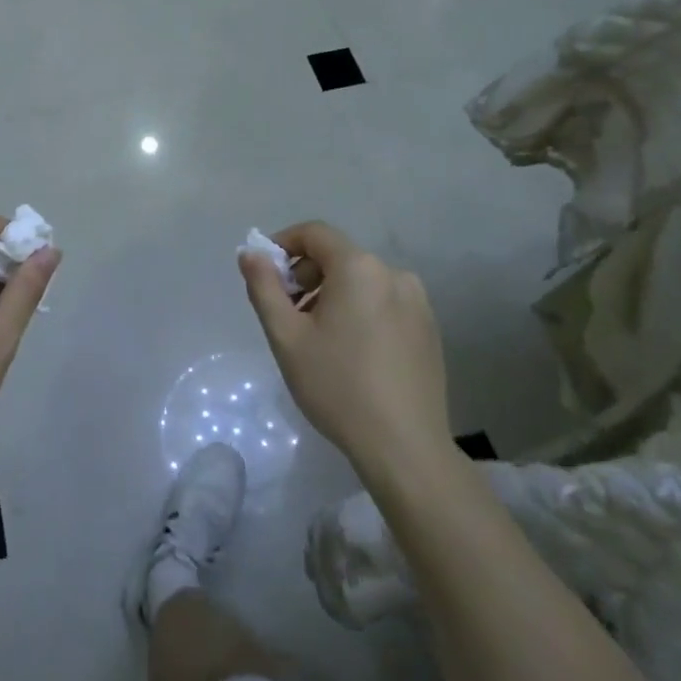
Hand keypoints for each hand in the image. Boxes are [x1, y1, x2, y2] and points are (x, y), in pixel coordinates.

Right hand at [238, 220, 451, 479]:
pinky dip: (359, 312)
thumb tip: (250, 253)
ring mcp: (418, 302)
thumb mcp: (286, 336)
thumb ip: (264, 287)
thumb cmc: (337, 386)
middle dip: (306, 276)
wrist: (404, 447)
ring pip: (362, 282)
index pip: (315, 233)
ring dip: (332, 295)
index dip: (284, 244)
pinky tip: (351, 353)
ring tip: (317, 339)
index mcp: (359, 268)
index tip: (265, 275)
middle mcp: (394, 274)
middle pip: (339, 257)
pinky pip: (384, 303)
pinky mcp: (429, 329)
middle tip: (288, 315)